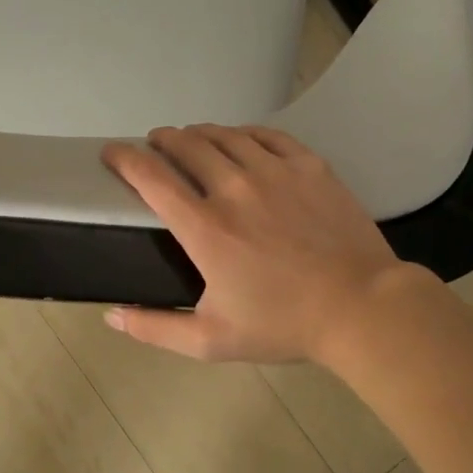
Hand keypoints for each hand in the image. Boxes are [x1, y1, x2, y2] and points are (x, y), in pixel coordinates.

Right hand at [101, 125, 425, 362]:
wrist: (361, 308)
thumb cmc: (283, 325)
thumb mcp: (210, 340)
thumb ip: (155, 328)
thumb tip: (112, 316)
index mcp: (205, 228)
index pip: (151, 178)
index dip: (124, 158)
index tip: (112, 152)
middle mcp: (234, 189)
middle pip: (186, 145)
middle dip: (162, 139)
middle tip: (156, 144)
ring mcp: (275, 172)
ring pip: (225, 135)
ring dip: (199, 132)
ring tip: (192, 138)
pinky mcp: (309, 166)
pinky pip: (267, 135)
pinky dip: (243, 132)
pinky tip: (239, 138)